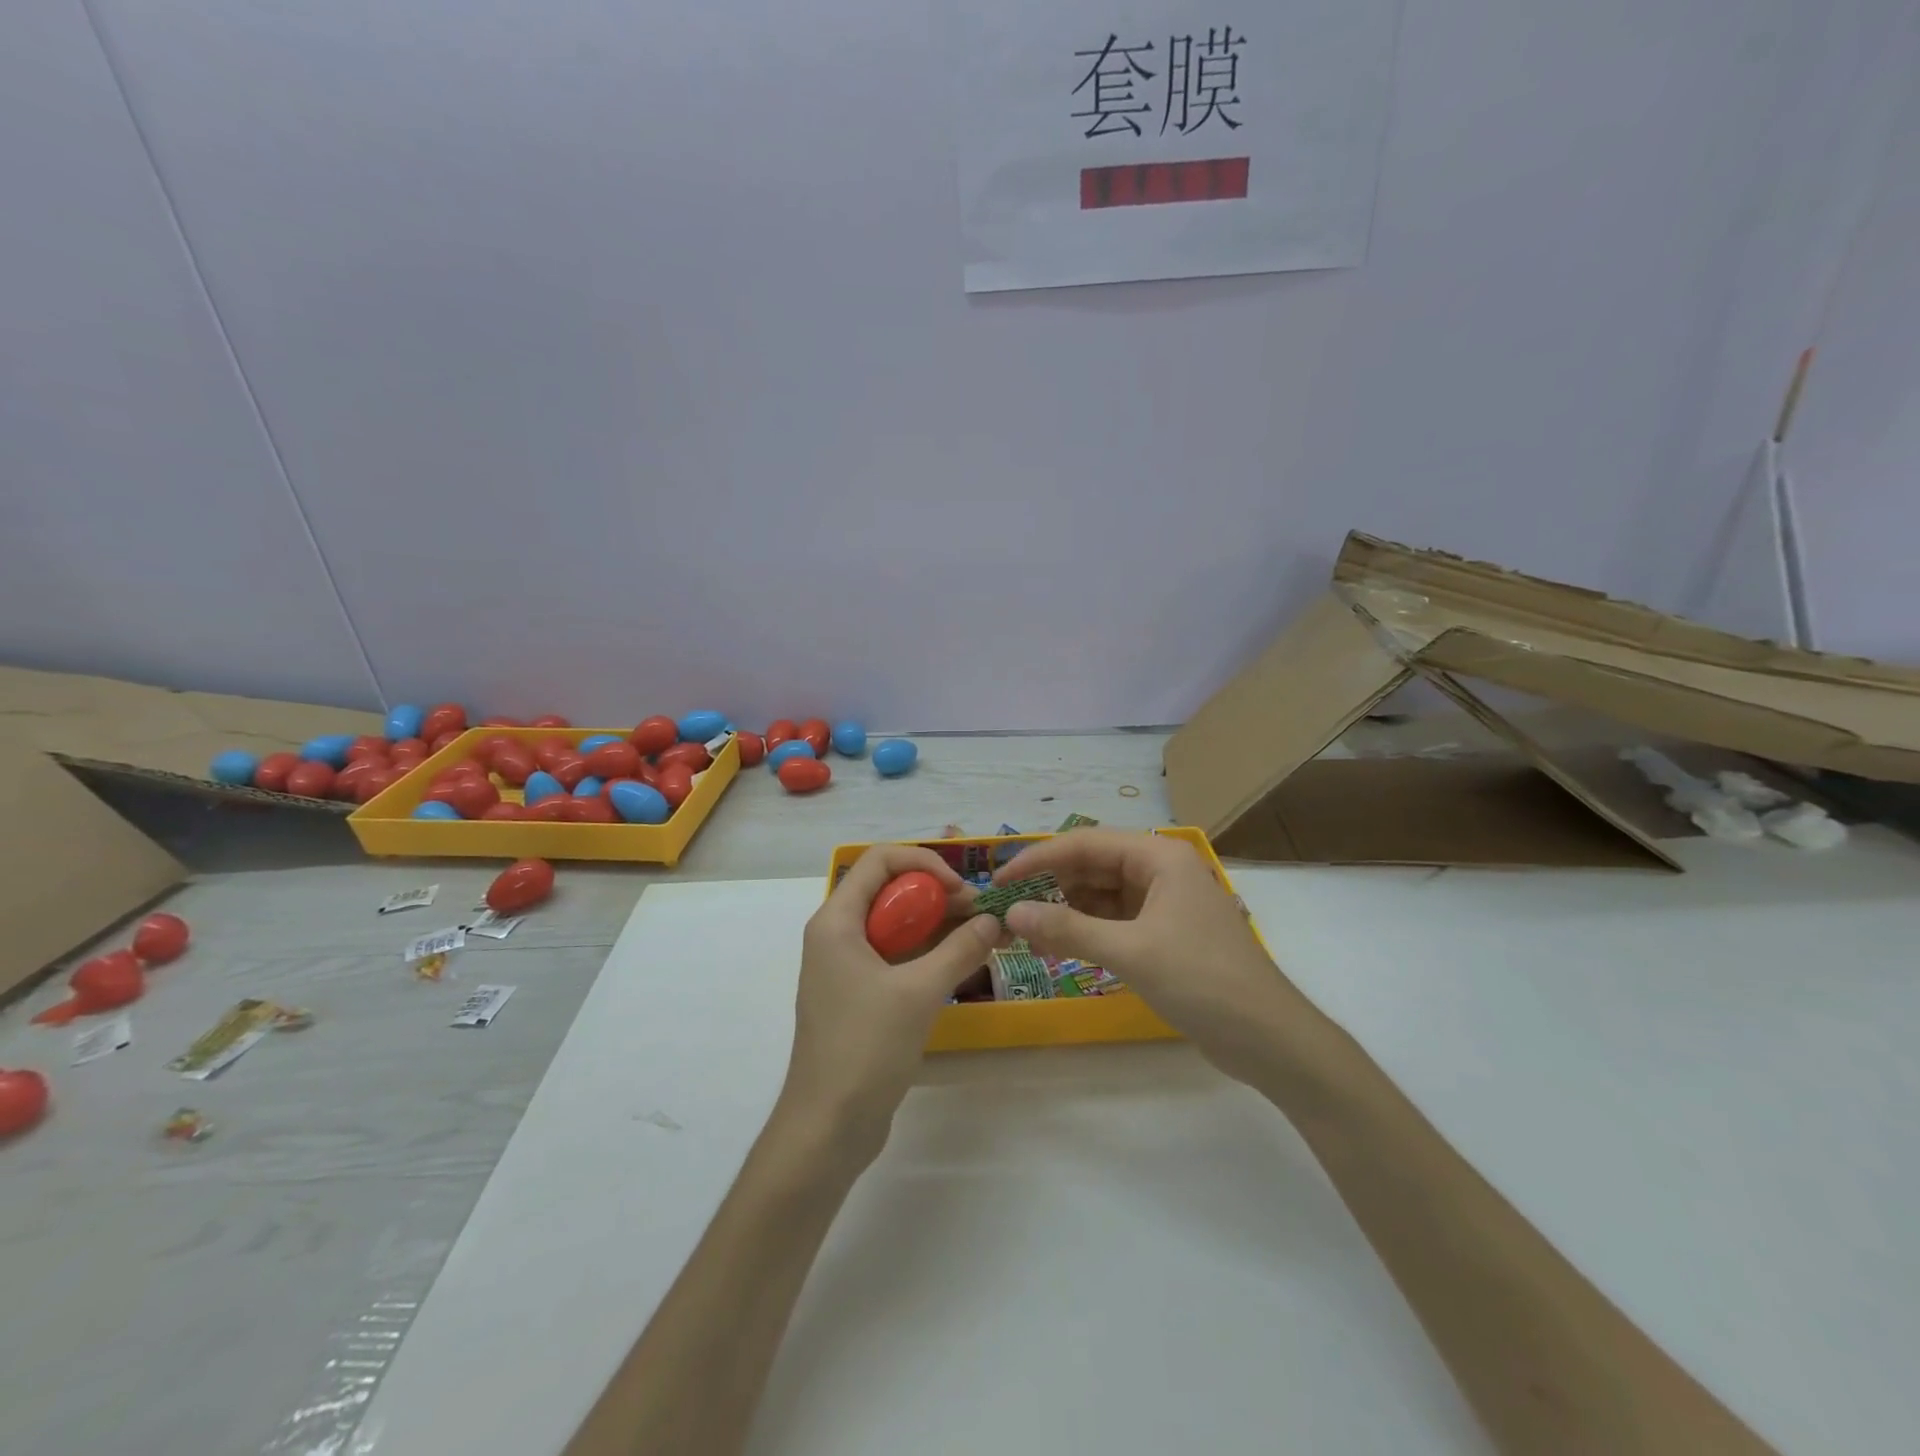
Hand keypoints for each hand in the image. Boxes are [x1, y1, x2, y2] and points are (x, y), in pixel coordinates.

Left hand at [782, 845, 1000, 1164]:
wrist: (827, 1127)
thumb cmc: (865, 1048)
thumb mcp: (918, 993)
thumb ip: (959, 950)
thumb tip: (993, 920)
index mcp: (836, 922)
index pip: (879, 861)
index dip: (923, 862)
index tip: (960, 888)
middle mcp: (838, 935)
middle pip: (890, 892)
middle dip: (937, 896)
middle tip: (981, 914)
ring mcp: (847, 968)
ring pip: (896, 927)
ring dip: (937, 926)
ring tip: (983, 935)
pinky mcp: (860, 996)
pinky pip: (896, 958)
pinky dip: (928, 954)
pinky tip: (964, 963)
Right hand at [998, 830, 1310, 1086]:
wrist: (1270, 1039)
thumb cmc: (1203, 981)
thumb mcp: (1130, 952)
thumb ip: (1068, 929)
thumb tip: (1013, 913)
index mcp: (1159, 856)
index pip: (1086, 843)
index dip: (1039, 858)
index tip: (1000, 881)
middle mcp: (1161, 869)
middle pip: (1093, 865)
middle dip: (1051, 884)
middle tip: (1009, 908)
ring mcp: (1165, 902)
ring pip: (1102, 893)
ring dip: (1066, 908)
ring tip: (1027, 929)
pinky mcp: (1165, 932)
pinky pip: (1115, 919)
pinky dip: (1087, 929)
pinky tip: (1059, 944)